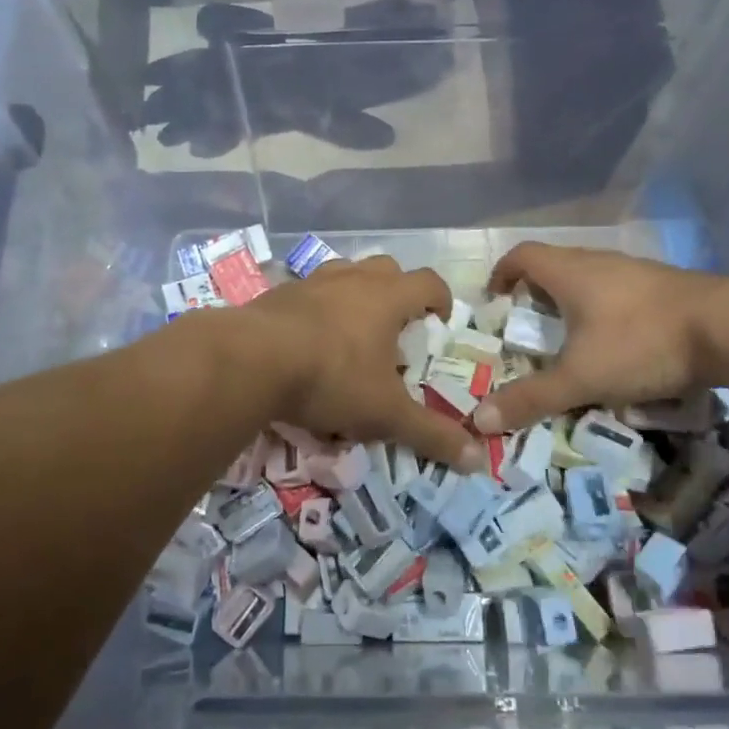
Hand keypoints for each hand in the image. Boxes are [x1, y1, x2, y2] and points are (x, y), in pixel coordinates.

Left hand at [245, 255, 486, 471]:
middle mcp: (352, 279)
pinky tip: (307, 339)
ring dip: (355, 294)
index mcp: (387, 297)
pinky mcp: (278, 293)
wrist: (251, 360)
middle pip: (387, 269)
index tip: (439, 323)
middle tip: (396, 327)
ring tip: (352, 330)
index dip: (440, 299)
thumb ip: (430, 434)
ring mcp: (312, 282)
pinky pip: (308, 292)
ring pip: (345, 273)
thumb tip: (477, 460)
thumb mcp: (385, 413)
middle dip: (397, 292)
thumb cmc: (331, 378)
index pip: (428, 282)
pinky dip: (317, 307)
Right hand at [472, 244, 723, 434]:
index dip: (502, 273)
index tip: (495, 300)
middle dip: (535, 293)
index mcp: (570, 272)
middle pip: (555, 265)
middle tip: (528, 327)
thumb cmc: (641, 343)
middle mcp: (599, 262)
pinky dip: (605, 310)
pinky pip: (620, 291)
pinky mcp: (665, 287)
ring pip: (590, 278)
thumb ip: (532, 398)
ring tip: (570, 339)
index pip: (522, 255)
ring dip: (573, 302)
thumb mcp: (581, 377)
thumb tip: (478, 420)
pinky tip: (617, 343)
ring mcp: (636, 271)